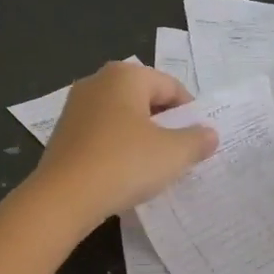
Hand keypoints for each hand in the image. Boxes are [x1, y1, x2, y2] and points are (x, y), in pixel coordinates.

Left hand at [34, 62, 217, 225]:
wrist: (63, 198)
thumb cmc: (125, 164)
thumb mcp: (173, 154)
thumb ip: (197, 140)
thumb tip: (209, 134)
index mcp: (125, 75)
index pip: (171, 87)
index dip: (191, 113)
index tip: (199, 141)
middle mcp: (97, 82)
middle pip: (145, 99)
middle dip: (165, 124)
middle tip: (180, 153)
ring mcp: (75, 107)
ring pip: (122, 117)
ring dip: (142, 137)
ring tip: (154, 166)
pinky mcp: (63, 133)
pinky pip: (102, 134)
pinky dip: (118, 148)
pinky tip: (125, 173)